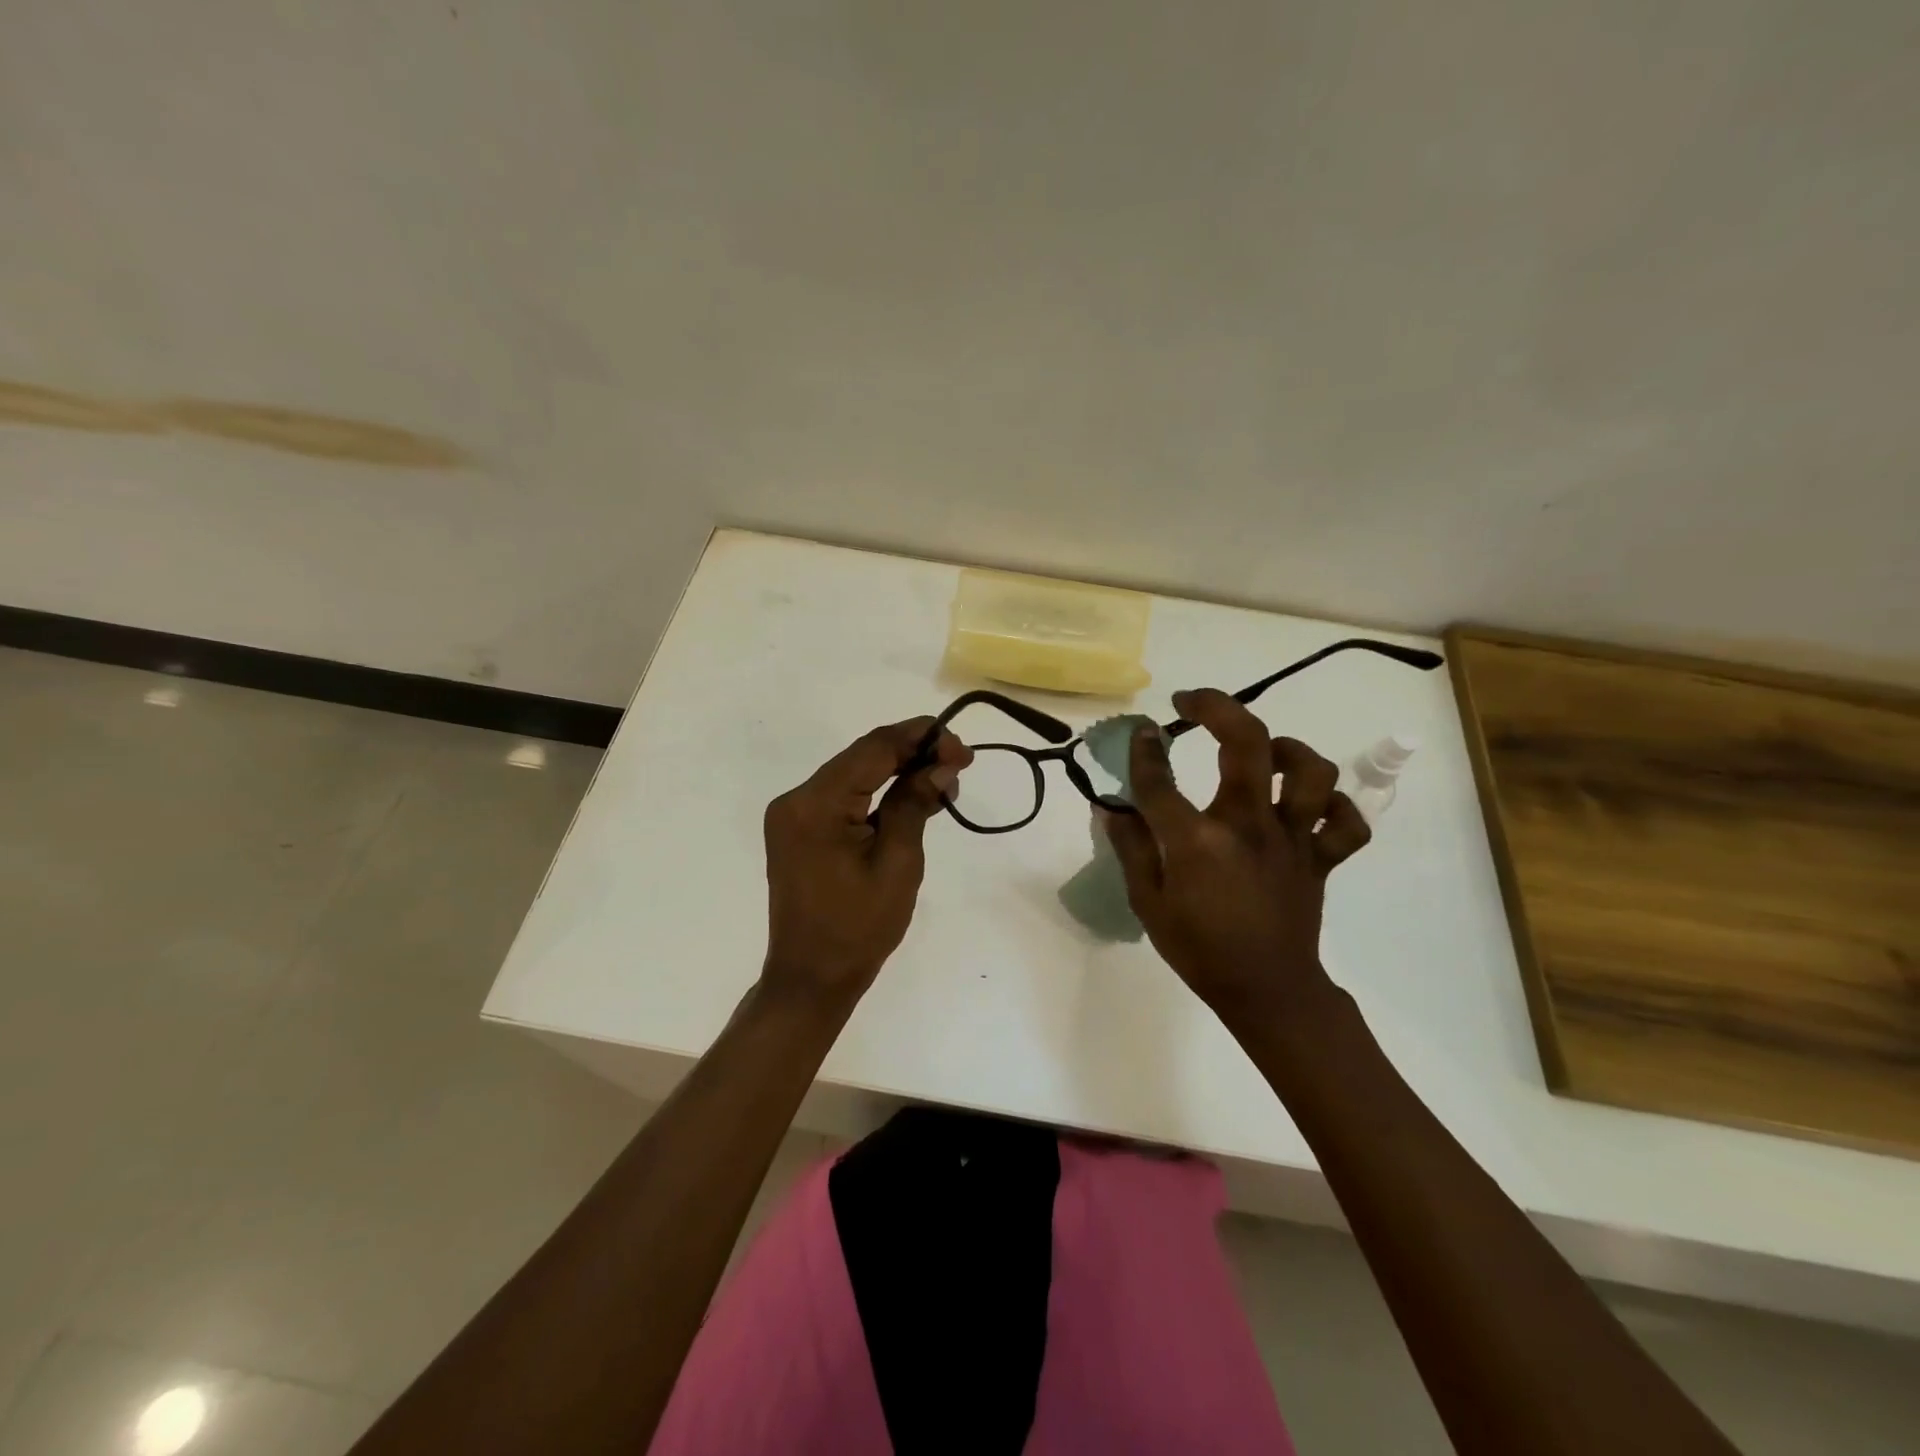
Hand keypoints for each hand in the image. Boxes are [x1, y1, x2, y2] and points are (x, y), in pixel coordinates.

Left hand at [760, 718, 971, 1011]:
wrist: (811, 978)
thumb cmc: (858, 928)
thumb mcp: (897, 863)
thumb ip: (915, 803)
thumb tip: (942, 764)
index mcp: (815, 804)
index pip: (873, 749)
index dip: (920, 739)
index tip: (962, 748)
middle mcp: (797, 799)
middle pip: (862, 757)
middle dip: (913, 754)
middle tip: (960, 764)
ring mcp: (794, 815)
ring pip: (854, 775)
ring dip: (898, 773)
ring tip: (944, 784)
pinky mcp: (799, 830)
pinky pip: (843, 798)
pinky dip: (878, 795)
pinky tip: (912, 799)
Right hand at [1102, 689, 1371, 1026]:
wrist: (1267, 992)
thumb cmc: (1199, 950)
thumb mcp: (1147, 903)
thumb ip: (1130, 848)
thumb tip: (1114, 807)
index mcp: (1198, 842)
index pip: (1161, 781)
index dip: (1145, 750)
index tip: (1142, 732)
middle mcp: (1249, 827)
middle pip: (1246, 744)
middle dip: (1216, 707)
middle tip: (1191, 702)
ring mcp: (1293, 840)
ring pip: (1310, 772)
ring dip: (1286, 749)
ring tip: (1263, 750)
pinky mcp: (1322, 858)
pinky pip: (1347, 822)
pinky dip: (1335, 806)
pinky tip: (1308, 803)